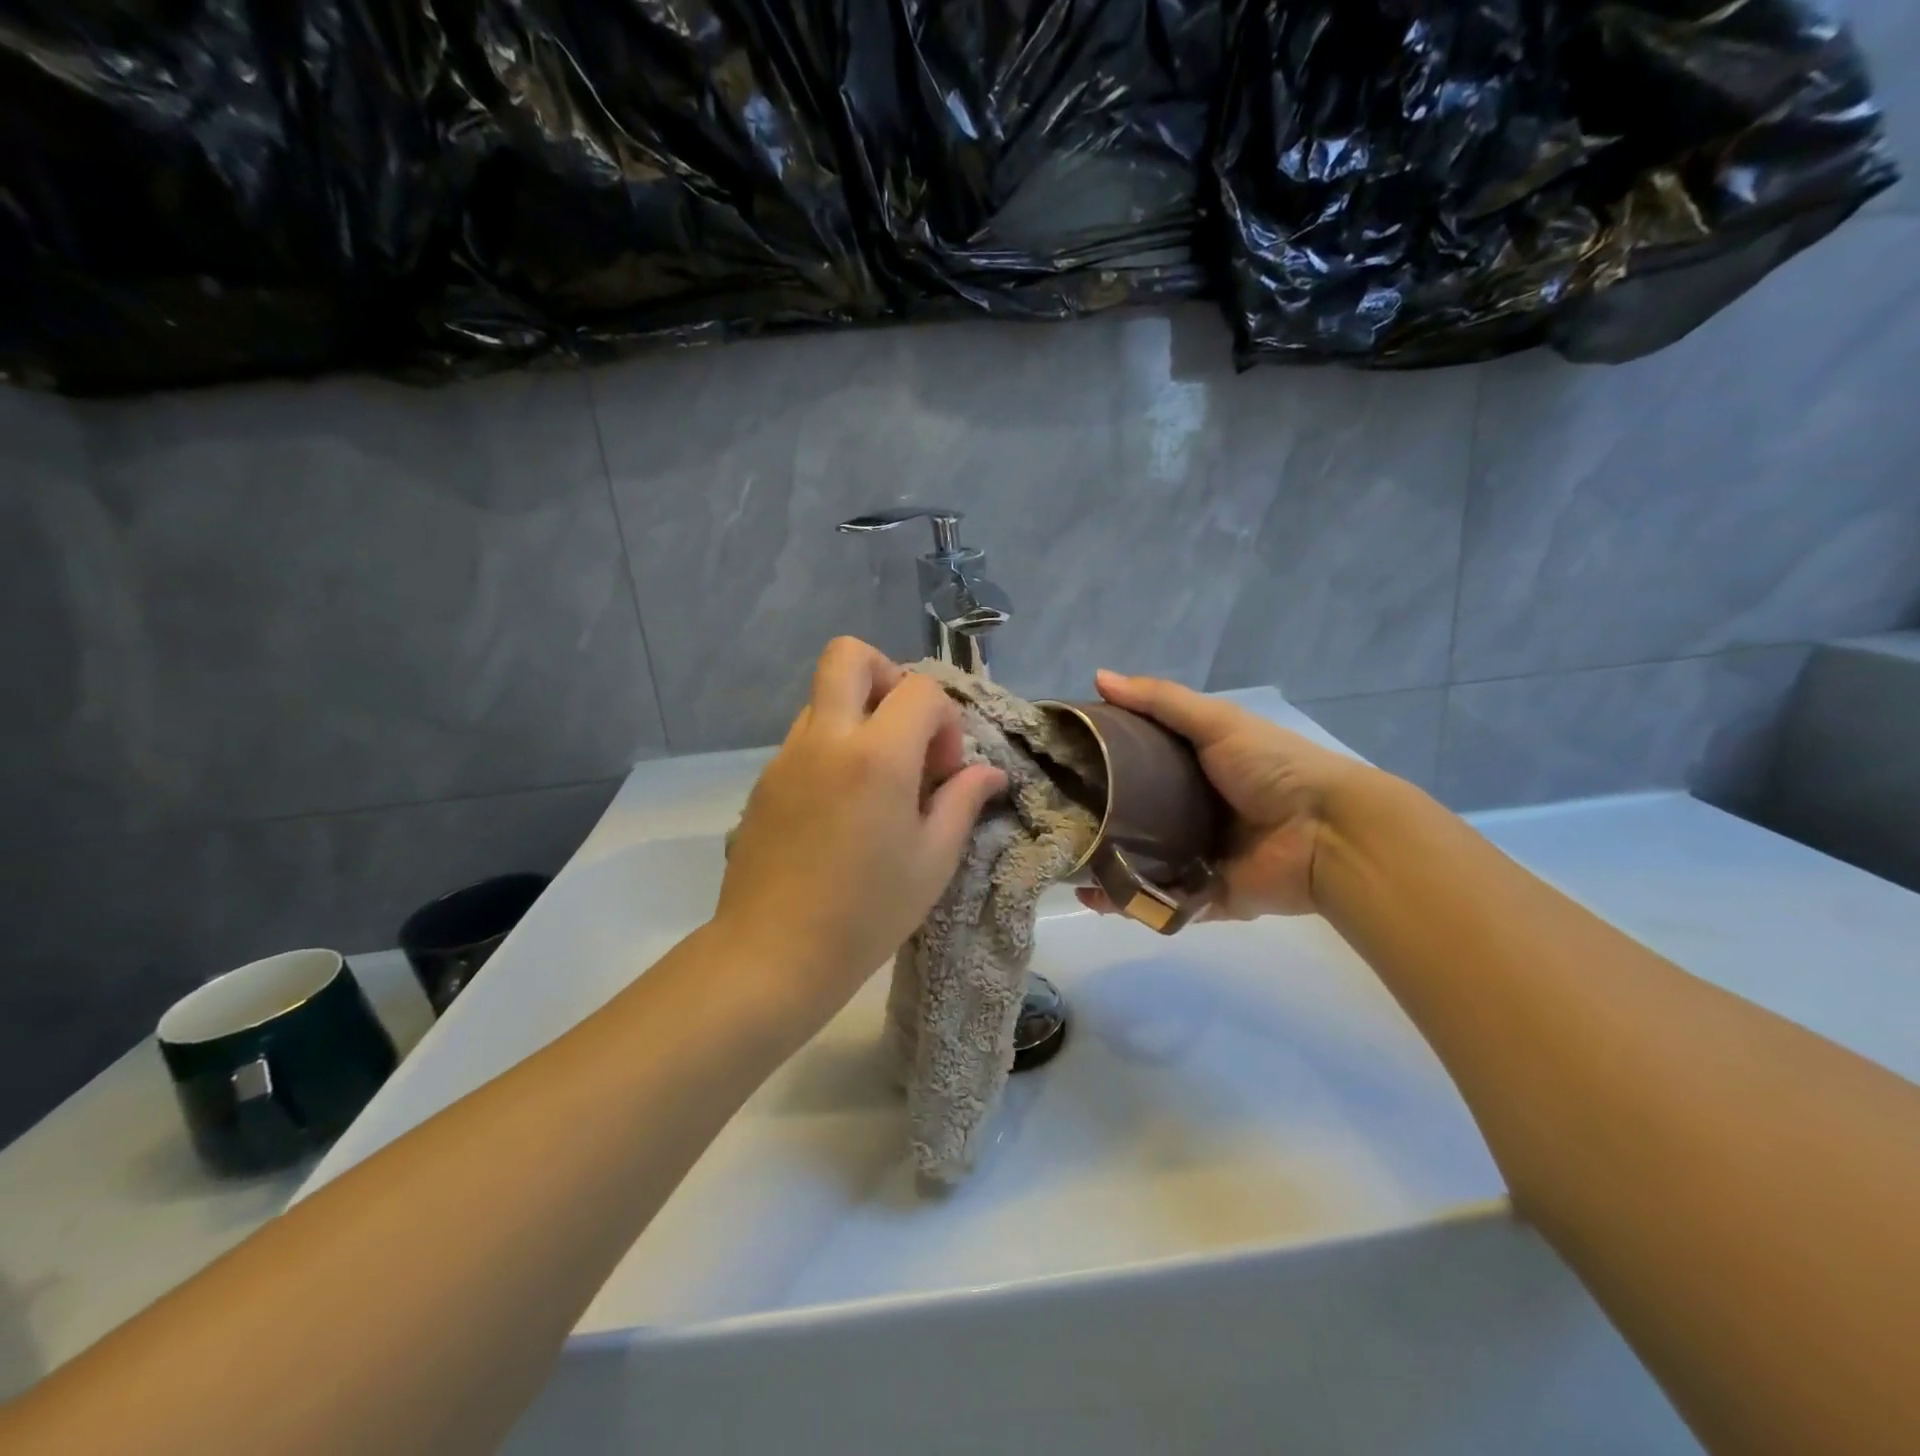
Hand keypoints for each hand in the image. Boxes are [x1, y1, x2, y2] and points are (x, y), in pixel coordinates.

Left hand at [714, 638, 1005, 1024]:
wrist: (774, 954)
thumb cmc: (867, 912)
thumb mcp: (933, 860)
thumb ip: (962, 801)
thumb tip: (987, 772)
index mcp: (876, 756)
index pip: (919, 689)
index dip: (944, 721)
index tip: (942, 772)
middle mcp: (826, 739)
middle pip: (849, 655)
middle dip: (888, 677)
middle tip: (905, 733)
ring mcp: (787, 756)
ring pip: (825, 697)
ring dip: (859, 716)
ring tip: (876, 778)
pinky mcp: (765, 780)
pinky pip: (805, 737)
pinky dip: (833, 748)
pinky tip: (844, 806)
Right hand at [1081, 670, 1371, 918]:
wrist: (1328, 832)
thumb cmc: (1272, 768)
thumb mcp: (1216, 722)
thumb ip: (1160, 701)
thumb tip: (1097, 677)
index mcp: (1194, 772)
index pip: (1136, 766)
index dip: (1102, 764)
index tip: (1061, 765)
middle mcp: (1191, 814)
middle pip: (1133, 818)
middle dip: (1096, 821)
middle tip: (1055, 820)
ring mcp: (1197, 857)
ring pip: (1140, 863)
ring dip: (1104, 866)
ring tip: (1064, 863)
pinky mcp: (1205, 897)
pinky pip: (1159, 901)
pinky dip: (1128, 903)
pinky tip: (1093, 897)